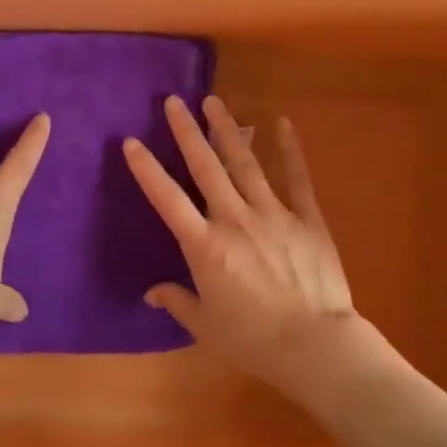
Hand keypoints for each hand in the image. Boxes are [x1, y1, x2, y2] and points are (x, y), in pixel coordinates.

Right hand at [122, 95, 390, 404]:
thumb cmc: (254, 340)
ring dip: (227, 130)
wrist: (316, 345)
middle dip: (187, 132)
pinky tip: (282, 122)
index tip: (131, 142)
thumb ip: (178, 302)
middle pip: (205, 168)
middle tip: (173, 101)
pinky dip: (290, 149)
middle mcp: (235, 220)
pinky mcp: (307, 218)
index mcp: (206, 246)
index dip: (147, 170)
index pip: (168, 200)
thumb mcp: (206, 326)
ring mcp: (273, 214)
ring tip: (213, 102)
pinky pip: (298, 177)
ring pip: (245, 163)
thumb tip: (152, 293)